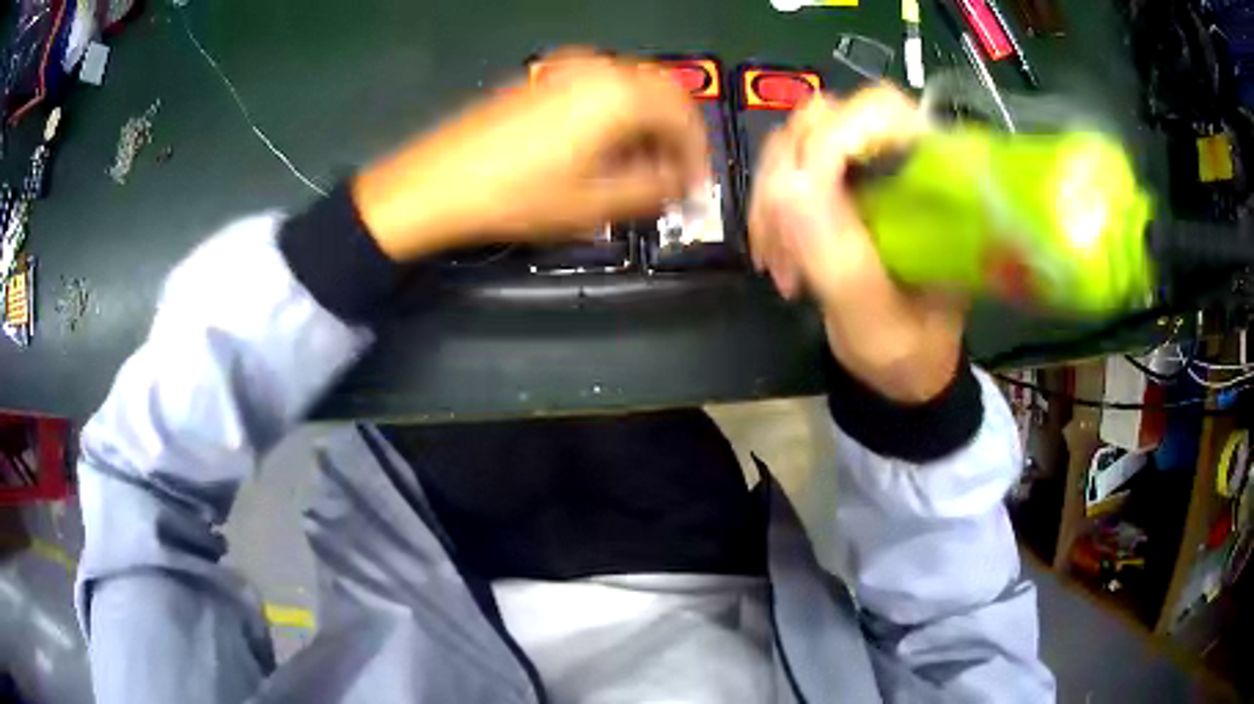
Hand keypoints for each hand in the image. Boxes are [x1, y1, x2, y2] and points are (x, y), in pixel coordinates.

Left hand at [352, 50, 709, 260]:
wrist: (438, 183)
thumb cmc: (516, 196)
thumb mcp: (594, 205)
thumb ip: (653, 191)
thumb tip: (680, 183)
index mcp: (619, 94)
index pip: (684, 115)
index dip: (697, 153)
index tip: (695, 185)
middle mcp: (598, 69)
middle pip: (661, 96)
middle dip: (674, 137)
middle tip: (671, 176)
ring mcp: (566, 70)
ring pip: (630, 90)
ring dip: (645, 125)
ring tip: (636, 167)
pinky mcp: (543, 79)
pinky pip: (599, 89)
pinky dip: (615, 115)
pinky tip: (602, 147)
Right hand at [748, 85, 965, 403]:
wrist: (903, 368)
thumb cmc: (908, 352)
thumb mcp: (878, 321)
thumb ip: (840, 259)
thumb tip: (787, 185)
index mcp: (936, 182)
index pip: (883, 111)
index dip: (833, 138)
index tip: (800, 200)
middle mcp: (901, 160)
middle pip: (828, 117)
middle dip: (789, 175)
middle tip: (780, 244)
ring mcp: (866, 167)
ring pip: (796, 140)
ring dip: (771, 197)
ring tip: (776, 262)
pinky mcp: (839, 181)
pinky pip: (784, 167)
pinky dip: (766, 207)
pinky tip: (773, 253)